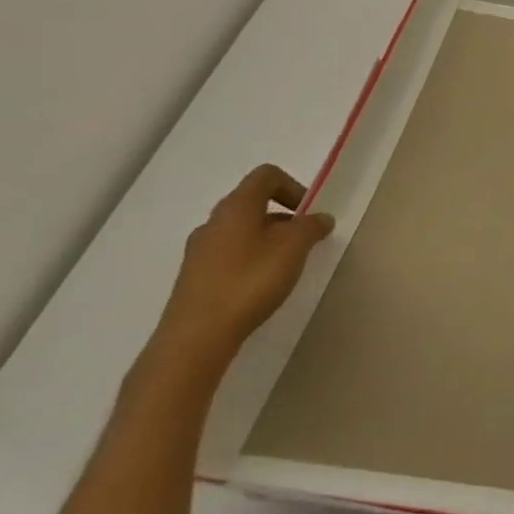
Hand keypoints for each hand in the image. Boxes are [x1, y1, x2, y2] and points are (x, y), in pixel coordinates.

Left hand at [153, 164, 334, 372]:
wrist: (196, 337)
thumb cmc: (250, 281)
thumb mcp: (295, 247)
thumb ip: (312, 226)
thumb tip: (319, 218)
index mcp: (236, 207)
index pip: (266, 176)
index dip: (293, 186)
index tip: (307, 213)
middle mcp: (213, 222)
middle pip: (253, 203)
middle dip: (283, 217)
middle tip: (302, 241)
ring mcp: (198, 251)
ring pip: (241, 231)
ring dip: (268, 239)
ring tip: (284, 266)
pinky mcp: (193, 277)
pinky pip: (229, 255)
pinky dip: (250, 260)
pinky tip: (261, 285)